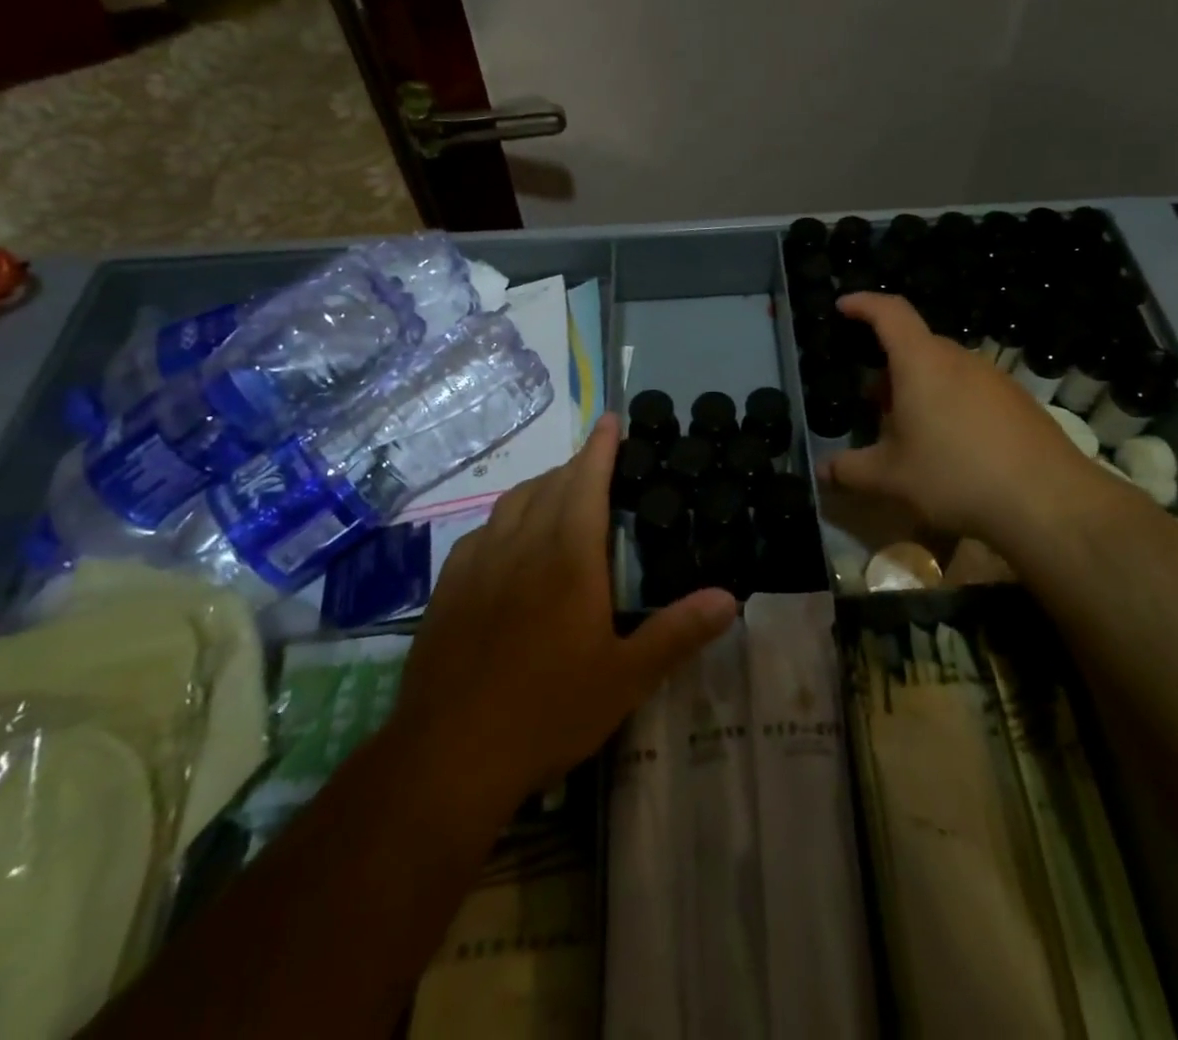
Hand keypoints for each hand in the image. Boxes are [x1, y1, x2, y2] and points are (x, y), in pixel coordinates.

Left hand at [384, 415, 735, 818]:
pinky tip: (509, 542)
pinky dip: (505, 519)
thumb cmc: (547, 711)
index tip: (611, 420)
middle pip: (549, 485)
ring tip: (558, 493)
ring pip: (512, 503)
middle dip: (576, 466)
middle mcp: (521, 546)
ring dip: (540, 487)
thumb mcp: (626, 678)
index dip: (601, 447)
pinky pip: (481, 532)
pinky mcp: (447, 589)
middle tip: (597, 464)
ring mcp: (478, 565)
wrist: (448, 756)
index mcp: (568, 557)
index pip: (586, 481)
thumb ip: (678, 632)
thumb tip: (730, 598)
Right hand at [824, 293, 1107, 543]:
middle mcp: (959, 359)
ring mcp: (994, 378)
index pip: (890, 312)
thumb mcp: (891, 477)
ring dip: (920, 387)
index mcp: (921, 362)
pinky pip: (971, 389)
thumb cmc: (955, 475)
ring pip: (945, 369)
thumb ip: (850, 470)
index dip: (864, 304)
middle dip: (889, 366)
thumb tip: (821, 471)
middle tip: (873, 401)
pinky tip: (952, 447)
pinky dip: (950, 402)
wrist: (1047, 500)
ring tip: (910, 430)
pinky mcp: (1018, 402)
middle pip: (916, 345)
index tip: (844, 306)